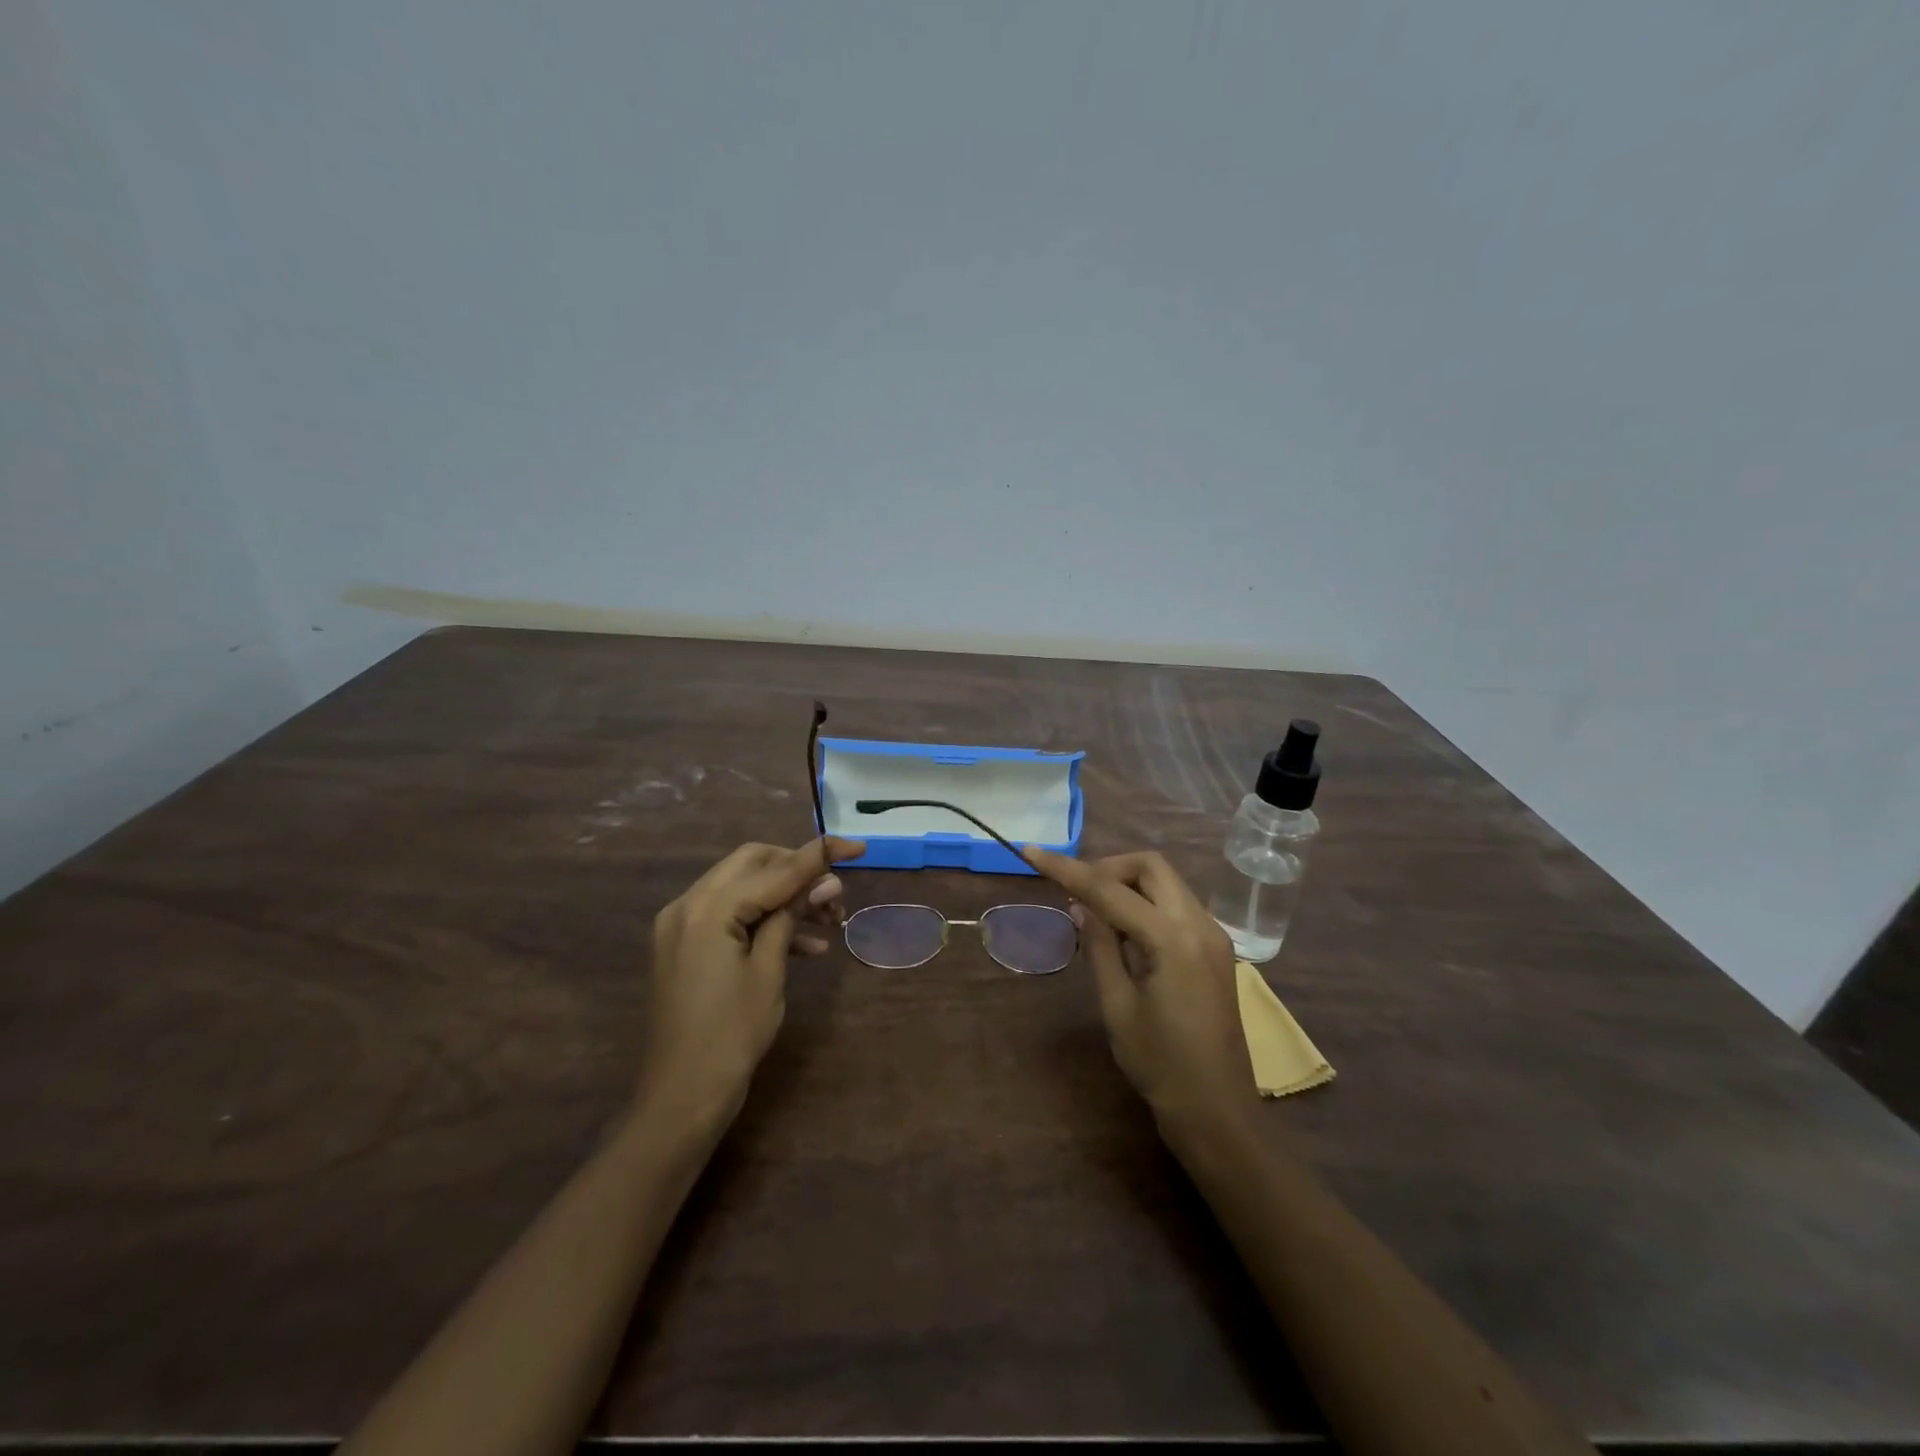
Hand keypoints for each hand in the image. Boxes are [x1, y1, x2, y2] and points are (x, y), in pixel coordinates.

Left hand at [639, 837, 863, 1122]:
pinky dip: (764, 920)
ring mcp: (681, 925)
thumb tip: (826, 881)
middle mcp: (687, 904)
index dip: (819, 855)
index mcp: (708, 909)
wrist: (681, 1097)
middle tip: (834, 892)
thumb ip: (791, 915)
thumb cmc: (731, 1035)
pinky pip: (729, 915)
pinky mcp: (684, 945)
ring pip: (743, 888)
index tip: (858, 846)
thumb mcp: (769, 971)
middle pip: (752, 864)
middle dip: (797, 871)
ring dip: (785, 898)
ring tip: (829, 922)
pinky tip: (806, 947)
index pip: (774, 868)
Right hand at [1025, 848, 1254, 1131]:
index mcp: (1173, 939)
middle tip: (1075, 893)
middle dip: (1107, 867)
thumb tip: (1080, 905)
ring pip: (1165, 881)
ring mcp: (1213, 935)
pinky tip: (1123, 931)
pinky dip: (1145, 902)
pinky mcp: (1214, 948)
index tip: (1032, 852)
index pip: (1110, 889)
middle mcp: (1200, 924)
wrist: (1217, 1110)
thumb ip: (1099, 945)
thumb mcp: (1117, 1004)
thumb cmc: (1160, 1064)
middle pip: (1150, 866)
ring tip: (1093, 912)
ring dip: (1127, 883)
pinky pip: (1176, 904)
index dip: (1067, 869)